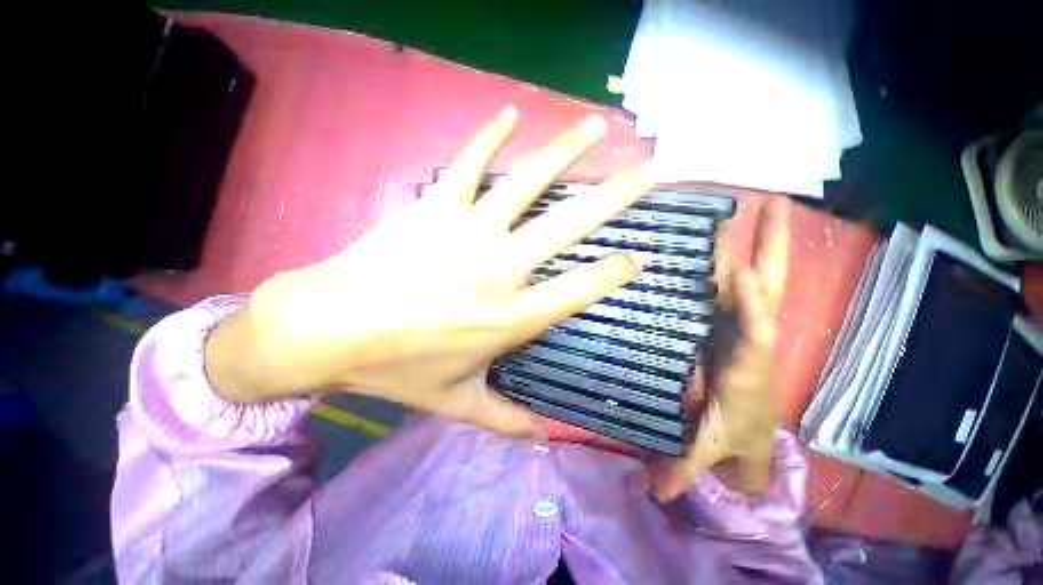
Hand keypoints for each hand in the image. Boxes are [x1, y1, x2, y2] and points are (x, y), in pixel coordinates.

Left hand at [205, 106, 655, 435]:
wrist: (327, 329)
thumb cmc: (396, 366)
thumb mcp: (456, 402)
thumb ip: (505, 419)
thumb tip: (543, 437)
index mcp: (510, 317)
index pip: (580, 289)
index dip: (615, 271)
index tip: (642, 255)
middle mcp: (500, 268)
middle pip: (569, 223)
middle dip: (615, 196)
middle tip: (649, 171)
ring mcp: (467, 230)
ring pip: (528, 182)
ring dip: (565, 151)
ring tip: (598, 125)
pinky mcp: (434, 207)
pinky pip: (468, 163)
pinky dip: (489, 135)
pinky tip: (510, 112)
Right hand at [647, 199, 789, 497]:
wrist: (751, 429)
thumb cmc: (734, 432)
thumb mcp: (708, 447)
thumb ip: (686, 463)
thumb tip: (654, 490)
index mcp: (751, 363)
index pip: (758, 329)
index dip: (752, 302)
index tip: (739, 269)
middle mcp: (753, 334)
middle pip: (769, 287)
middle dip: (773, 250)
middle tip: (776, 206)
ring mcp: (743, 322)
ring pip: (755, 278)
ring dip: (754, 245)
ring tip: (750, 208)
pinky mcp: (730, 320)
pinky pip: (732, 285)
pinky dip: (729, 260)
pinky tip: (717, 240)